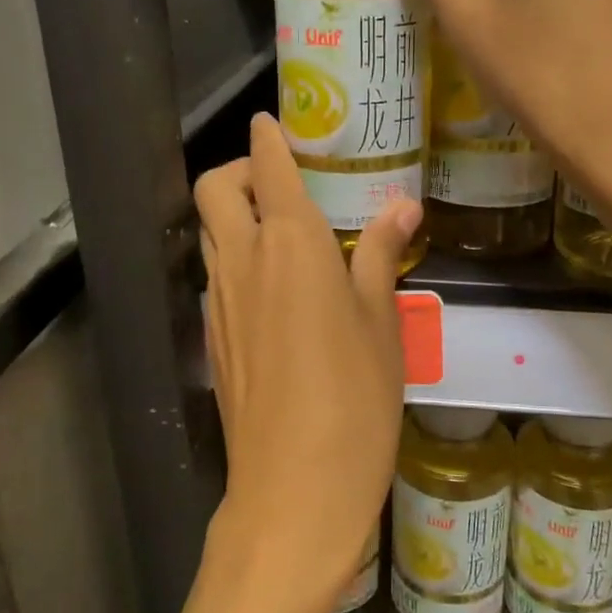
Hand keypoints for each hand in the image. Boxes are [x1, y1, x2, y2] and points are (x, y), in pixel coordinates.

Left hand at [194, 114, 420, 612]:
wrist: (294, 491)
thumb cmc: (355, 400)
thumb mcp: (381, 322)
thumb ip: (381, 255)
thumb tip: (402, 207)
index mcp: (290, 244)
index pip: (268, 166)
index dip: (268, 137)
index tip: (273, 121)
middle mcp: (243, 261)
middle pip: (215, 188)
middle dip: (240, 169)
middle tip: (281, 180)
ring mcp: (219, 301)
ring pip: (209, 233)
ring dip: (234, 214)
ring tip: (282, 231)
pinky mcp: (213, 339)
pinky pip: (216, 276)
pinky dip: (234, 259)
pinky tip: (275, 289)